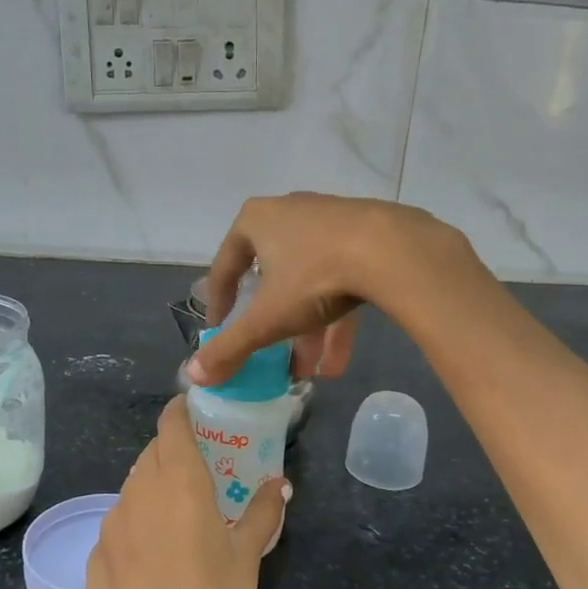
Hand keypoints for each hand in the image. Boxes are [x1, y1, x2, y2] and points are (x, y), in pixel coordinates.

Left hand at [85, 397, 285, 588]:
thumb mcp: (247, 558)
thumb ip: (261, 512)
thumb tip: (279, 483)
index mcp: (177, 480)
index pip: (171, 422)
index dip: (183, 411)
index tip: (200, 414)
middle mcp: (137, 491)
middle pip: (152, 453)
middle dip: (175, 452)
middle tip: (204, 474)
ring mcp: (110, 523)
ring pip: (134, 487)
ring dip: (156, 488)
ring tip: (182, 519)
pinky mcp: (94, 555)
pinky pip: (120, 523)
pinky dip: (139, 524)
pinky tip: (155, 560)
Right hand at [190, 193, 472, 386]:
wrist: (394, 251)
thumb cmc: (315, 277)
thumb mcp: (267, 319)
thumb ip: (230, 348)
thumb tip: (193, 375)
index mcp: (256, 220)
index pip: (225, 265)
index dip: (219, 302)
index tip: (220, 330)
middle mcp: (290, 212)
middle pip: (273, 277)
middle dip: (273, 325)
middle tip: (271, 358)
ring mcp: (331, 221)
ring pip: (310, 283)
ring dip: (307, 331)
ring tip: (310, 373)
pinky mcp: (367, 235)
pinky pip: (342, 279)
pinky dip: (336, 319)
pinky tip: (339, 362)